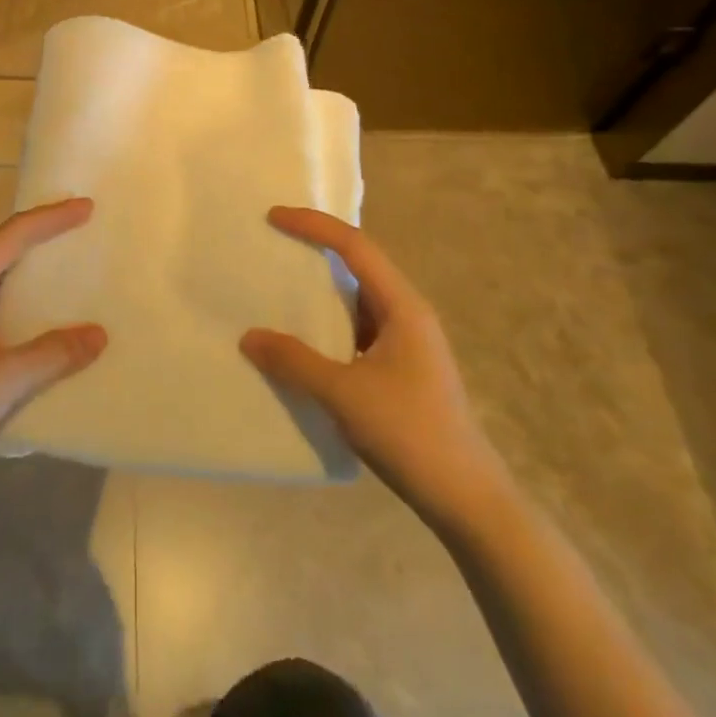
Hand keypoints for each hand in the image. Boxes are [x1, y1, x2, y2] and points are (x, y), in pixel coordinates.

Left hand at [0, 198, 105, 490]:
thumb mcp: (5, 378)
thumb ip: (54, 354)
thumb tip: (99, 334)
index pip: (11, 237)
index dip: (49, 219)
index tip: (86, 209)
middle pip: (0, 251)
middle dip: (39, 237)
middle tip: (77, 230)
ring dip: (27, 272)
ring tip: (62, 273)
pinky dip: (18, 304)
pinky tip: (35, 327)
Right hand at [241, 206, 502, 518]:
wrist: (467, 499)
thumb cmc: (410, 433)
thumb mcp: (344, 394)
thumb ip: (294, 362)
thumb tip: (248, 336)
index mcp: (402, 306)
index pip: (355, 247)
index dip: (313, 225)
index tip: (273, 217)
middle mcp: (408, 315)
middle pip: (358, 267)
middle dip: (316, 251)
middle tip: (273, 247)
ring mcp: (407, 344)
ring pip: (357, 302)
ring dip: (321, 293)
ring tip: (278, 291)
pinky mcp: (401, 370)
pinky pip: (357, 332)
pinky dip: (328, 328)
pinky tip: (302, 345)